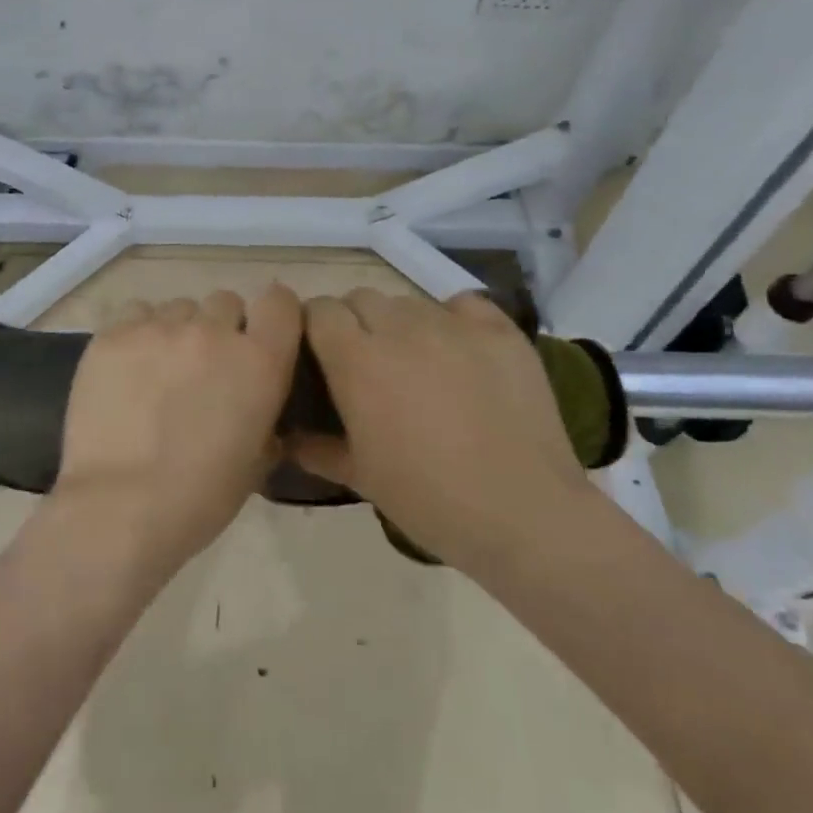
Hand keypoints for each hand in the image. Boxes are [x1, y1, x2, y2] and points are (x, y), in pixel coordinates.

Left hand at [53, 286, 302, 578]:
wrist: (119, 508)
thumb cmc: (199, 497)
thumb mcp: (256, 461)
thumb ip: (265, 417)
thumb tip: (256, 403)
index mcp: (259, 360)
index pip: (280, 301)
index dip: (272, 315)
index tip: (261, 336)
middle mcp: (212, 331)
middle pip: (225, 302)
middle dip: (221, 327)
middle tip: (205, 366)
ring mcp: (159, 327)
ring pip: (179, 307)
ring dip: (179, 331)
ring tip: (161, 370)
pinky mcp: (113, 334)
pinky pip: (136, 313)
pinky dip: (139, 332)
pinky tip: (129, 367)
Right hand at [290, 289, 593, 572]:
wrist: (524, 514)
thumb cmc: (429, 500)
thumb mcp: (361, 478)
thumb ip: (318, 449)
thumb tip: (288, 438)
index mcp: (357, 360)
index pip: (319, 310)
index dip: (316, 327)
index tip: (322, 354)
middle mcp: (400, 328)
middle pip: (361, 298)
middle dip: (356, 323)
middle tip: (370, 364)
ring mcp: (453, 324)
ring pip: (409, 302)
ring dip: (402, 324)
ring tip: (419, 363)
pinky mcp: (499, 330)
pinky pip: (463, 304)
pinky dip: (453, 320)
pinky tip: (461, 352)